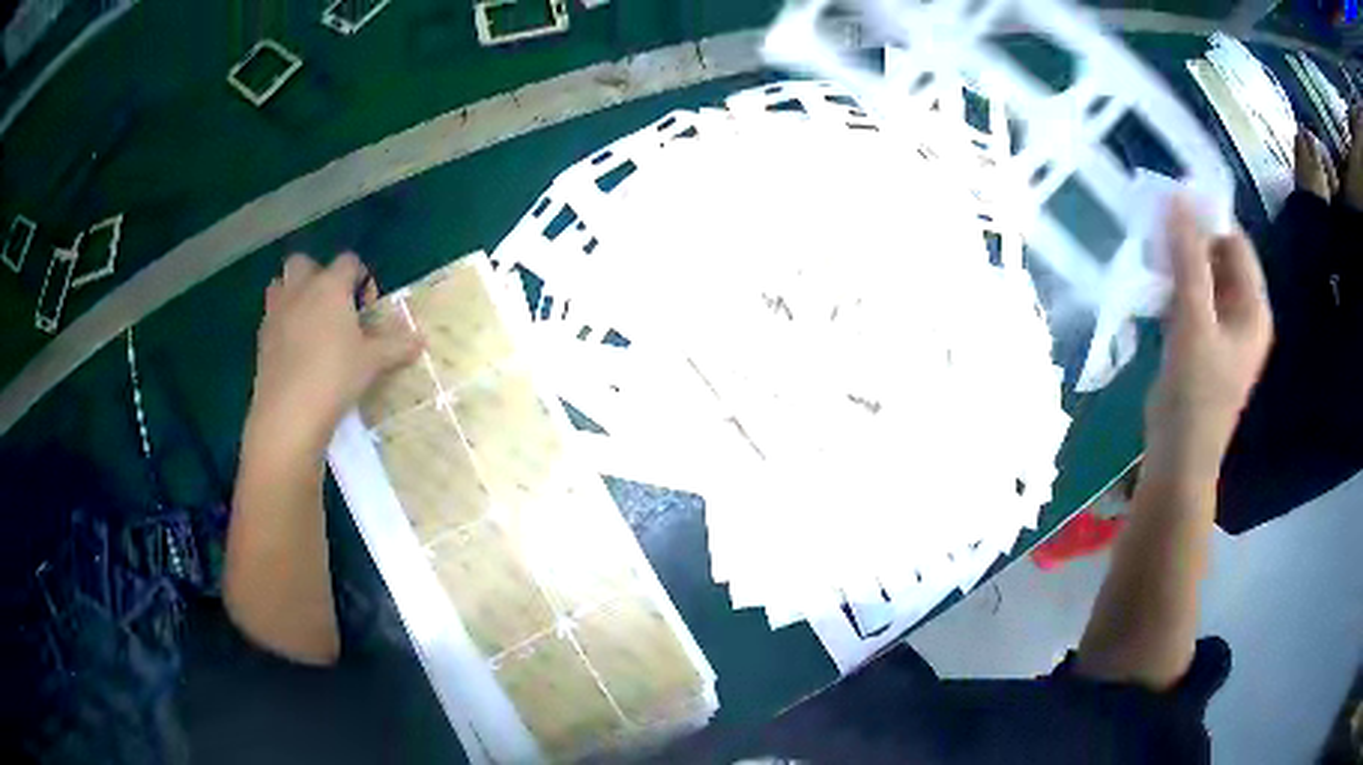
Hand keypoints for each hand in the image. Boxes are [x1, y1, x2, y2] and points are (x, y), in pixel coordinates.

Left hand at [246, 253, 420, 456]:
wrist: (288, 413)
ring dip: (293, 295)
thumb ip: (396, 346)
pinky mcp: (261, 338)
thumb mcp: (373, 362)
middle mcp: (300, 290)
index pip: (348, 262)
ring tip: (309, 323)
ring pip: (280, 285)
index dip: (361, 278)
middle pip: (304, 262)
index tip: (367, 307)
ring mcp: (276, 312)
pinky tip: (295, 351)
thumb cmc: (335, 376)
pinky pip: (272, 317)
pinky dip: (282, 324)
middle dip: (316, 275)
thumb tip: (420, 339)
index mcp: (330, 286)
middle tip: (331, 306)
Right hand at [1144, 200, 1272, 487]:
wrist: (1177, 461)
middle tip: (1154, 221)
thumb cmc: (1194, 395)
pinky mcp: (1201, 344)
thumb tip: (1176, 198)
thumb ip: (1188, 259)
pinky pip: (1191, 299)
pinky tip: (1151, 280)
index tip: (1171, 199)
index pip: (1236, 243)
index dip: (1207, 216)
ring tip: (1148, 246)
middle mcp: (1243, 315)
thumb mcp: (1193, 321)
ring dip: (1178, 260)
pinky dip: (1173, 284)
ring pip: (1202, 277)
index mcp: (1254, 309)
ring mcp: (1222, 332)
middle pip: (1219, 258)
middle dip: (1190, 237)